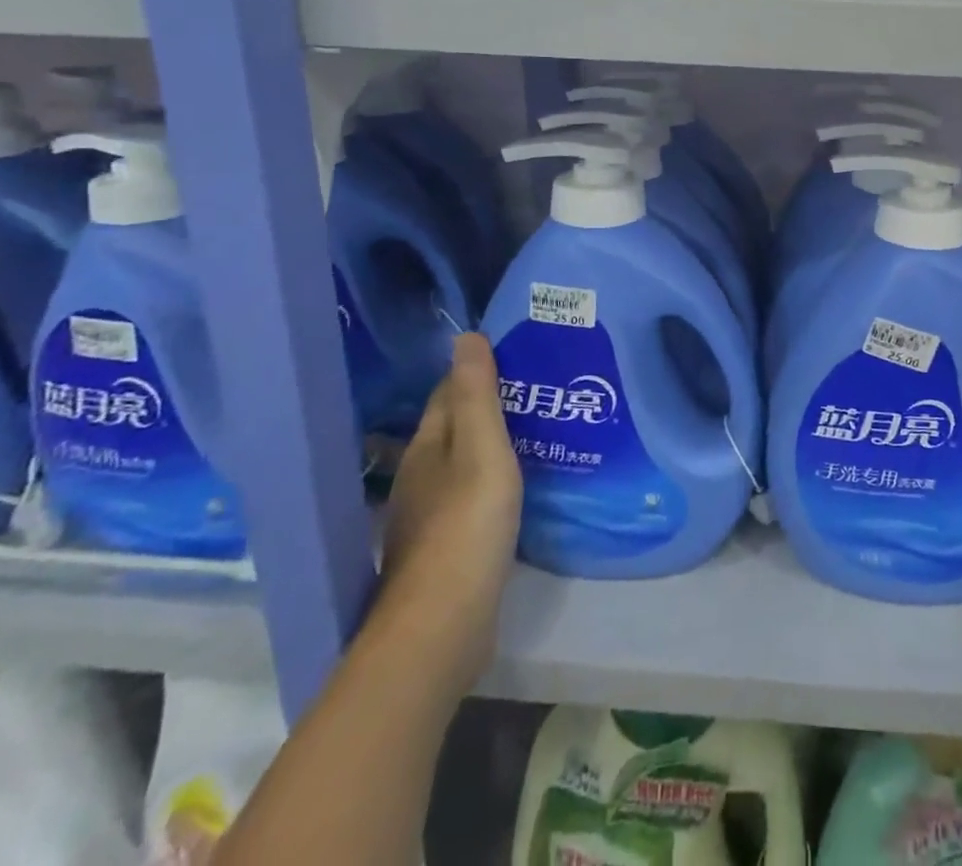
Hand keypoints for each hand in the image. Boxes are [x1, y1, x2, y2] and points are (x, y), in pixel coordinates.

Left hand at [379, 333, 521, 677]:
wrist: (444, 625)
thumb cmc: (466, 524)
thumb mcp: (481, 449)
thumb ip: (476, 394)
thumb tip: (465, 335)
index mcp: (426, 448)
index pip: (447, 393)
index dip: (477, 372)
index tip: (518, 357)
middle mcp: (421, 478)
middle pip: (454, 428)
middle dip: (489, 408)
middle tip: (540, 393)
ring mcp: (430, 518)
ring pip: (464, 466)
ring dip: (493, 448)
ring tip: (540, 434)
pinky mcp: (447, 551)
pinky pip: (473, 499)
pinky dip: (494, 484)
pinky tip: (521, 489)